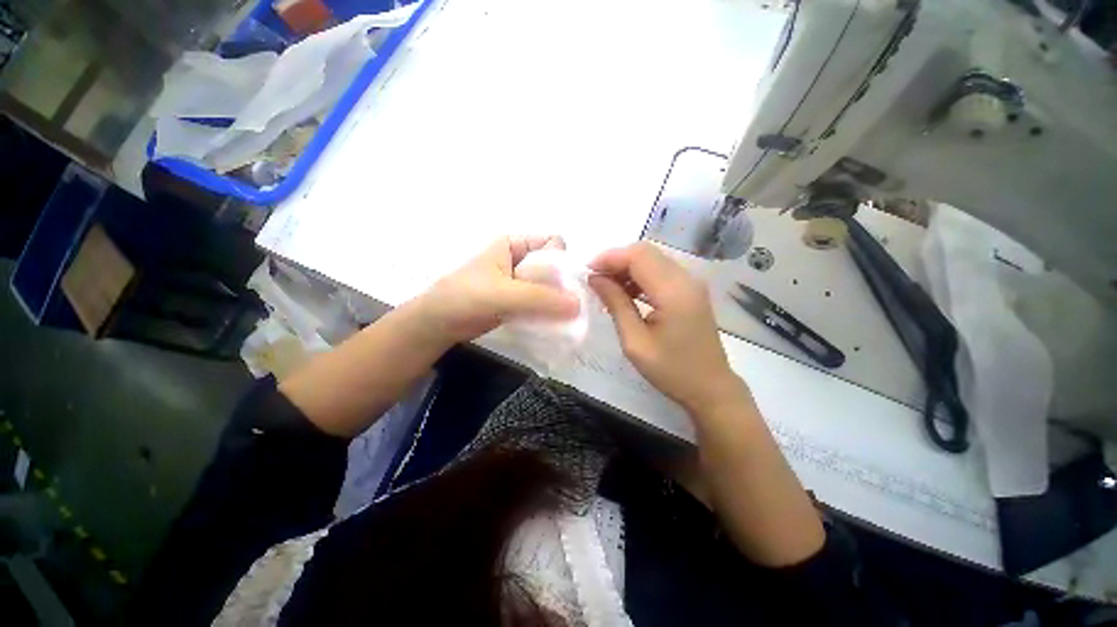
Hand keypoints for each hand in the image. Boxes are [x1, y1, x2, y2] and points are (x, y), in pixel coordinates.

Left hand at [416, 236, 581, 343]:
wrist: (438, 324)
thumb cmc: (465, 297)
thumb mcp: (503, 292)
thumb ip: (540, 298)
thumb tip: (578, 304)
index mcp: (514, 245)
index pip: (552, 244)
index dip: (563, 262)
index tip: (567, 286)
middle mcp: (520, 260)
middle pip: (553, 267)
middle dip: (564, 285)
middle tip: (570, 307)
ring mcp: (519, 282)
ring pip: (549, 287)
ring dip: (558, 302)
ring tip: (565, 319)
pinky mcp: (518, 302)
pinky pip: (541, 303)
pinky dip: (549, 312)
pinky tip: (555, 324)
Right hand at [589, 242, 743, 412]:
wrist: (710, 387)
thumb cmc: (671, 370)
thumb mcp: (635, 342)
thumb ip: (616, 304)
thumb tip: (595, 279)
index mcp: (674, 292)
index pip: (638, 256)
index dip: (609, 258)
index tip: (587, 271)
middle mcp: (686, 279)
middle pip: (645, 252)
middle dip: (616, 260)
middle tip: (595, 280)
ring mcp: (691, 282)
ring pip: (652, 259)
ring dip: (626, 267)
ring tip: (607, 288)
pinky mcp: (690, 289)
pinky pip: (660, 271)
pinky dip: (639, 276)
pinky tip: (626, 293)